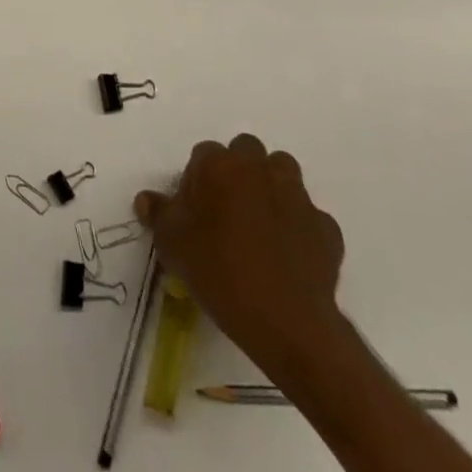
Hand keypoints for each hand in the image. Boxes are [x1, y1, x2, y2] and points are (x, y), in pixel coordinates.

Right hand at [136, 135, 345, 383]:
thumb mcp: (171, 245)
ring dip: (272, 188)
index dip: (198, 180)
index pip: (204, 154)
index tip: (195, 210)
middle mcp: (258, 167)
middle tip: (228, 210)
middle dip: (239, 171)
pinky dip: (300, 229)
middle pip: (247, 151)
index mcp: (218, 165)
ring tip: (261, 225)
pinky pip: (309, 218)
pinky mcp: (325, 227)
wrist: (285, 320)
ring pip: (283, 174)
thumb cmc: (217, 271)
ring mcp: (296, 195)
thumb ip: (158, 214)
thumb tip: (146, 199)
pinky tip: (290, 257)